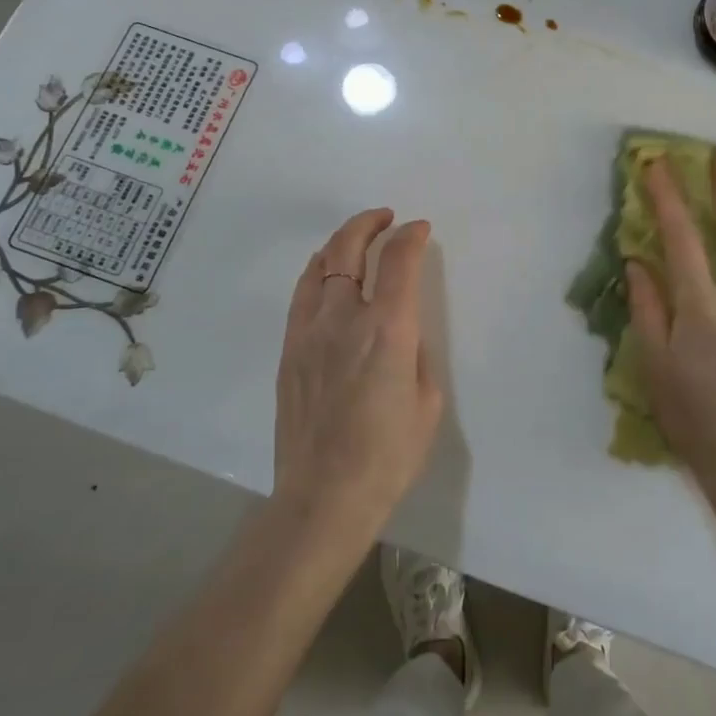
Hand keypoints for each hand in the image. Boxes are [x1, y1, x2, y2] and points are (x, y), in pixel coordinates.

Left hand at [273, 209, 441, 534]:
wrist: (324, 496)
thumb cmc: (388, 455)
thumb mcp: (427, 401)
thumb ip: (416, 352)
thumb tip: (402, 329)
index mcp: (388, 330)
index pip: (399, 260)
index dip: (411, 236)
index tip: (420, 229)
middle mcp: (345, 318)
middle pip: (350, 248)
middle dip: (370, 223)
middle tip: (386, 219)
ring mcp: (309, 331)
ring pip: (320, 265)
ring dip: (342, 242)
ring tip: (357, 239)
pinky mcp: (289, 349)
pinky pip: (302, 294)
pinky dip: (318, 271)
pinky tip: (327, 273)